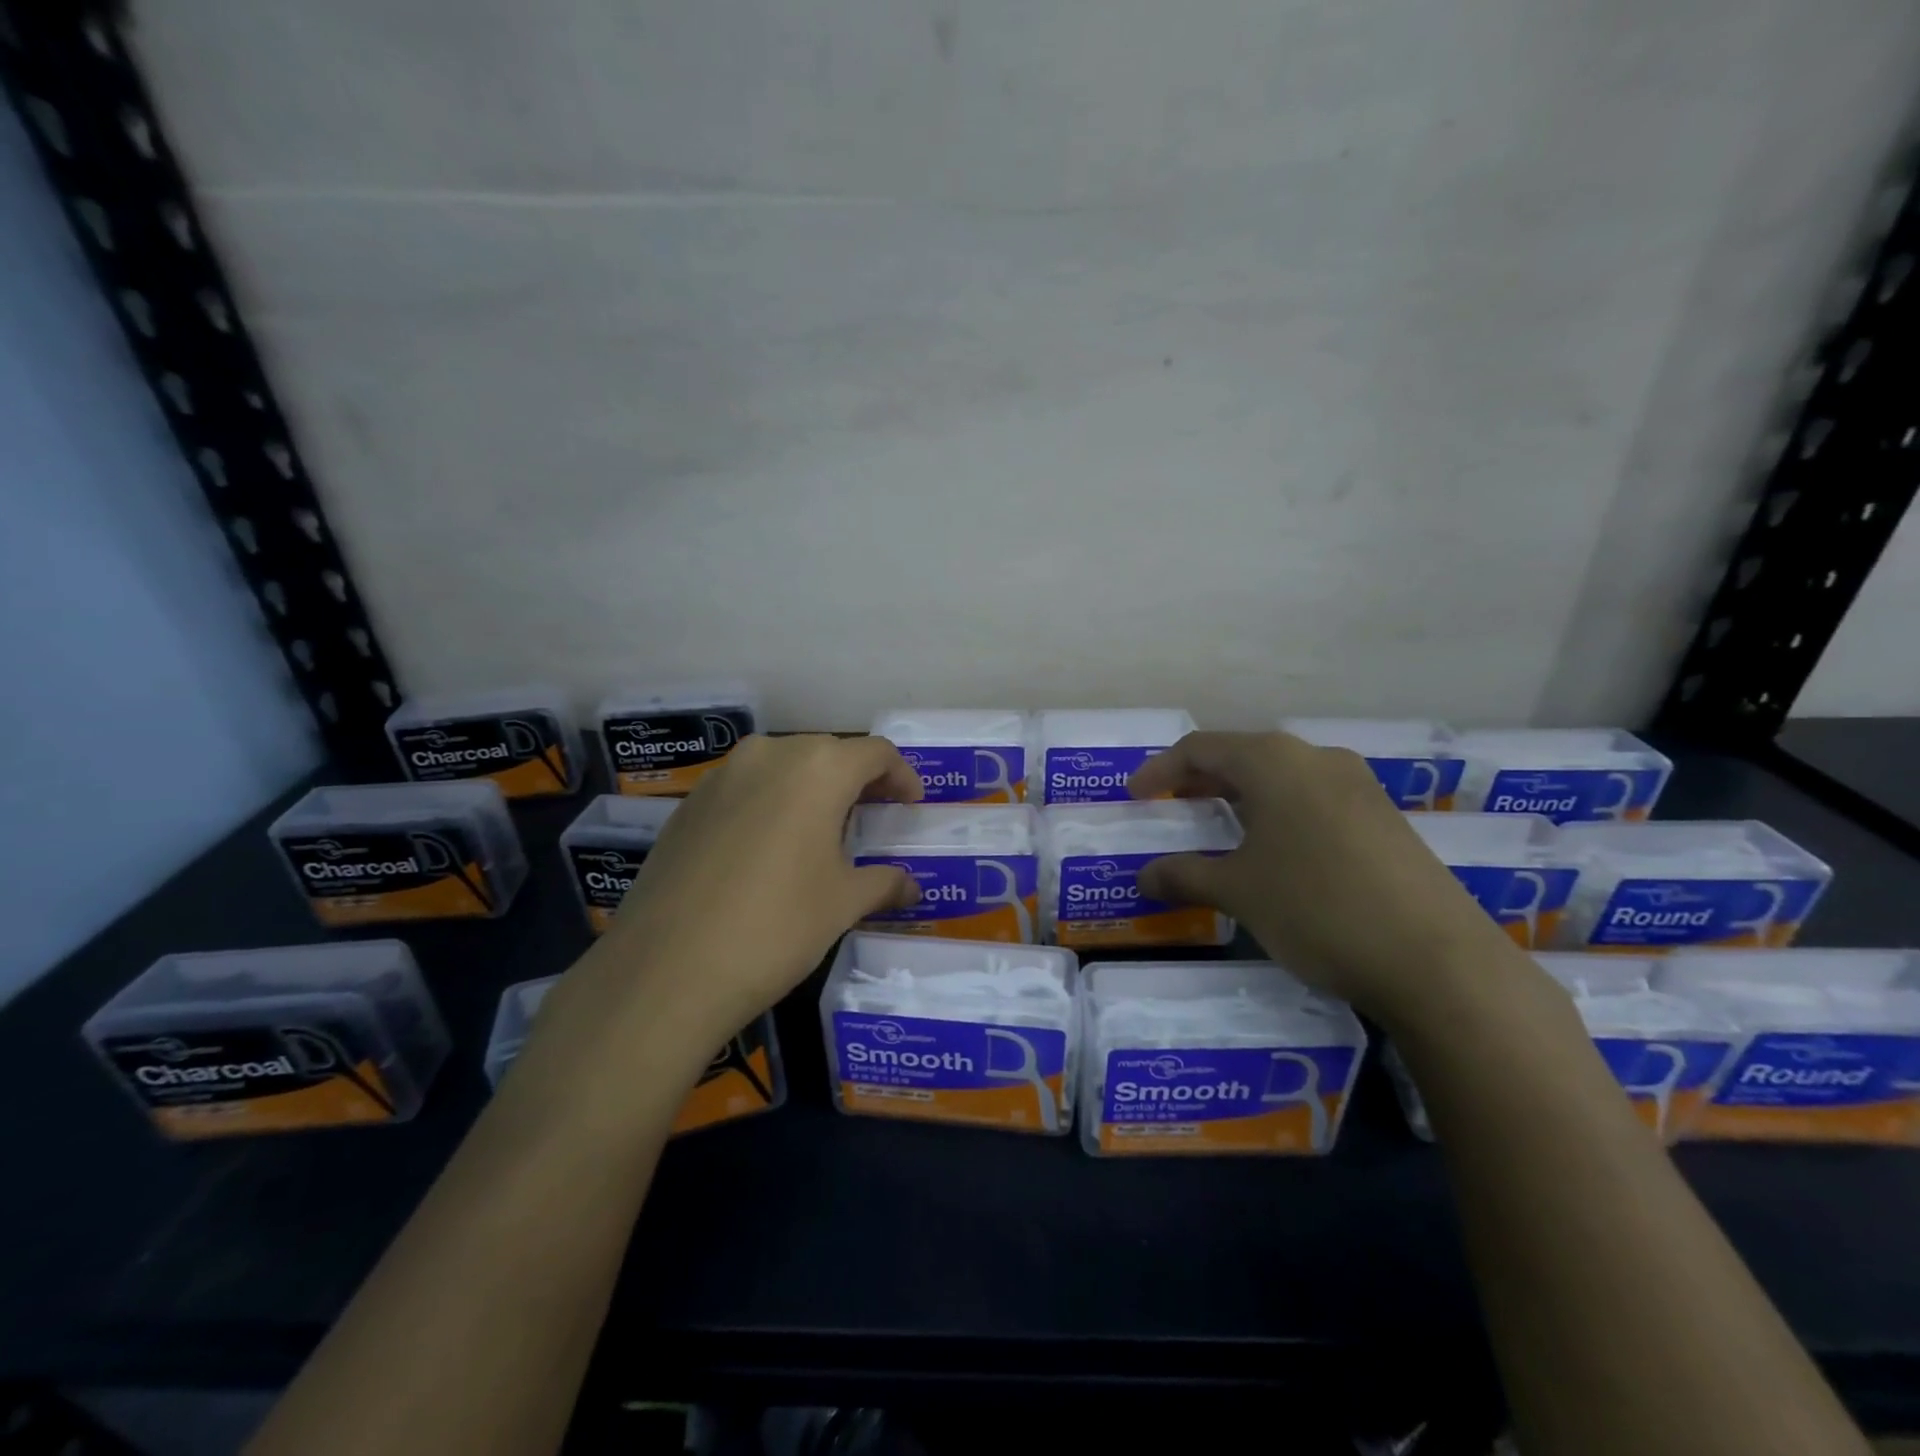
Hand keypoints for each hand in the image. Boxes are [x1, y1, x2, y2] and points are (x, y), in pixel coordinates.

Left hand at [528, 735, 921, 1100]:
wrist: (666, 968)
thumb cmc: (776, 926)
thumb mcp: (843, 904)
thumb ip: (884, 883)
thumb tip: (911, 887)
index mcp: (818, 768)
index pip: (875, 753)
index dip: (901, 776)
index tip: (910, 804)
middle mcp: (769, 755)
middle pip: (828, 754)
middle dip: (857, 781)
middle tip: (872, 816)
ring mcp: (722, 776)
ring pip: (783, 767)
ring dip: (811, 790)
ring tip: (823, 831)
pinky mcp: (688, 805)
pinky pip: (746, 788)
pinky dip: (770, 804)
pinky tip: (769, 848)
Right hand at [1128, 731, 1520, 1025]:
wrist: (1437, 960)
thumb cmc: (1317, 908)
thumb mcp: (1238, 892)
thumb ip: (1184, 876)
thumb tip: (1143, 876)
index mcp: (1274, 761)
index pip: (1200, 748)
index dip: (1160, 770)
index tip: (1136, 796)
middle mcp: (1317, 758)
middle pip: (1242, 756)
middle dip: (1201, 781)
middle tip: (1172, 808)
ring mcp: (1358, 785)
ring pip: (1281, 777)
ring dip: (1241, 797)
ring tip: (1218, 829)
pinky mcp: (1384, 817)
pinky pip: (1313, 799)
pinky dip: (1278, 814)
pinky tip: (1275, 851)